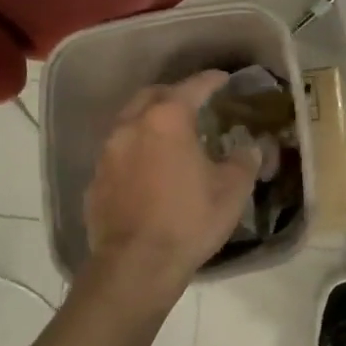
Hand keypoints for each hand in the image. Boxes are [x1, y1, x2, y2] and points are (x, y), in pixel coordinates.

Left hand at [83, 71, 259, 303]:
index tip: (224, 79)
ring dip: (150, 121)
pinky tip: (148, 169)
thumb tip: (250, 148)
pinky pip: (118, 153)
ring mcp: (108, 153)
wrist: (135, 267)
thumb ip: (244, 161)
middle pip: (153, 95)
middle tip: (194, 104)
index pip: (193, 86)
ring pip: (130, 121)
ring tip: (170, 135)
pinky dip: (135, 150)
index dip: (211, 80)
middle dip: (174, 94)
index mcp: (167, 119)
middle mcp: (132, 126)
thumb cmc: (189, 220)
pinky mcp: (95, 180)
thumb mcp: (232, 190)